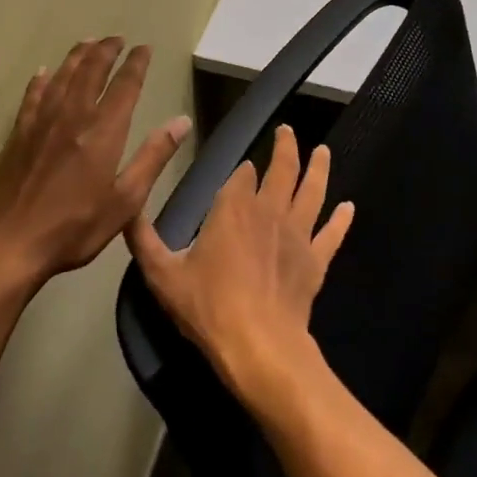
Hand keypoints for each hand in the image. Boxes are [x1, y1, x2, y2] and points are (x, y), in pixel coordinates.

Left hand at [0, 39, 191, 289]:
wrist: (8, 243)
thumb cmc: (73, 227)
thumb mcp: (125, 201)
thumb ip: (153, 157)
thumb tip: (182, 122)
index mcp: (103, 131)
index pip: (125, 85)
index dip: (136, 63)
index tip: (144, 48)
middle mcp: (73, 116)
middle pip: (91, 71)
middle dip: (106, 51)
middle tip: (117, 38)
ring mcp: (42, 122)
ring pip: (63, 77)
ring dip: (77, 56)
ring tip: (88, 42)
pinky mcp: (19, 134)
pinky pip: (32, 96)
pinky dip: (41, 81)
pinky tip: (43, 73)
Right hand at [127, 125, 354, 405]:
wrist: (259, 346)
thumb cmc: (208, 307)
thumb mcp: (162, 274)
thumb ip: (143, 239)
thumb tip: (126, 211)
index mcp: (233, 208)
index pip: (242, 175)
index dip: (242, 170)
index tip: (244, 168)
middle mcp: (269, 210)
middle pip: (282, 170)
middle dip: (285, 147)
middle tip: (288, 130)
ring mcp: (297, 234)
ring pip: (312, 192)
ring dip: (319, 168)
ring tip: (323, 151)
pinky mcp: (316, 260)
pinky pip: (332, 234)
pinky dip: (341, 219)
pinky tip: (349, 207)